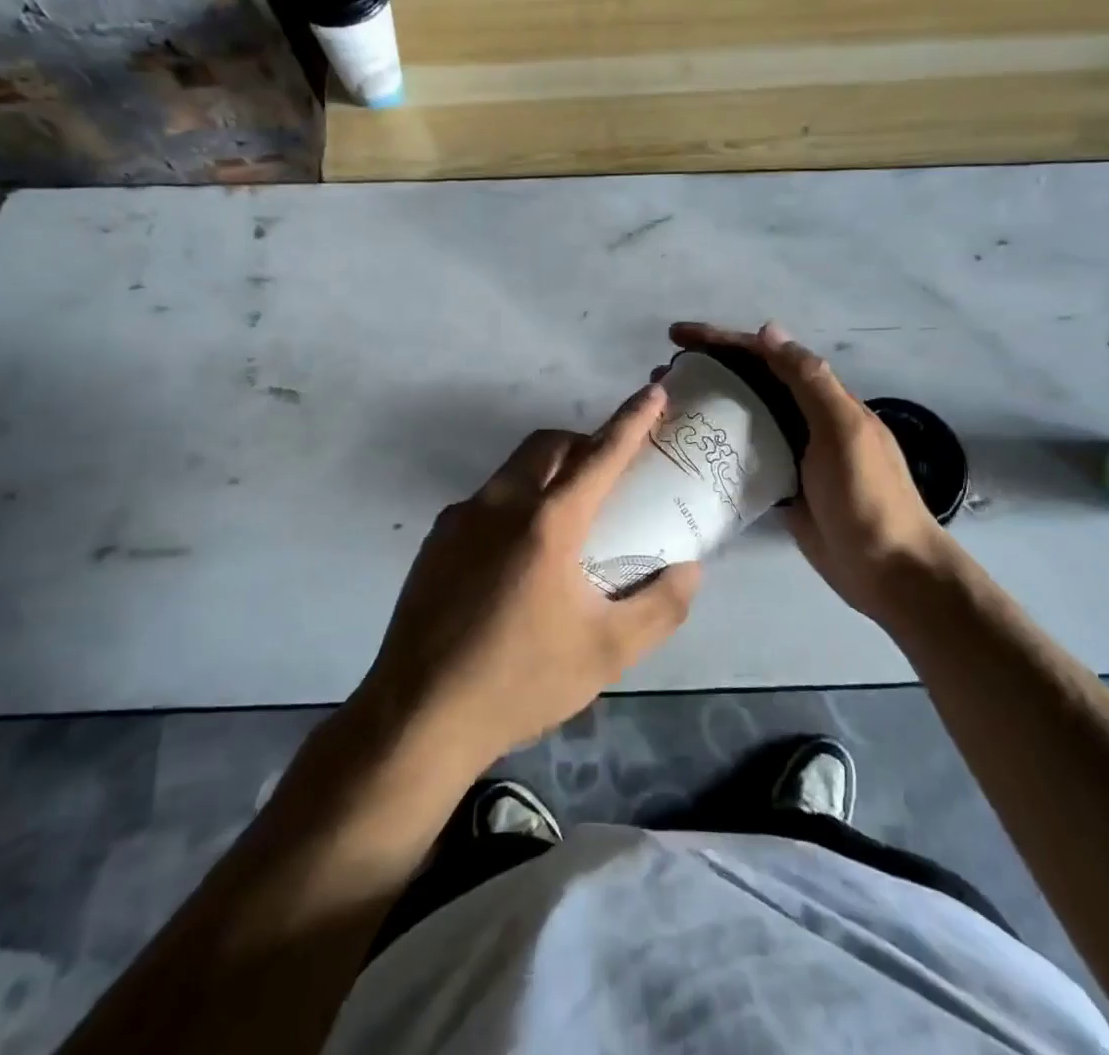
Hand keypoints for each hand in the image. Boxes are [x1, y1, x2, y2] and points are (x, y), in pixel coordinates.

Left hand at [357, 385, 701, 771]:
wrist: (418, 716)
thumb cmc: (520, 680)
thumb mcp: (607, 653)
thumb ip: (660, 607)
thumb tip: (690, 570)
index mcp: (548, 522)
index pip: (601, 455)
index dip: (632, 420)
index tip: (653, 393)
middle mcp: (501, 504)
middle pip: (548, 445)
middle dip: (584, 441)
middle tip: (608, 470)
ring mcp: (460, 519)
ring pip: (513, 470)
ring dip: (547, 471)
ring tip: (566, 518)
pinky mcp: (435, 540)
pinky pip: (486, 501)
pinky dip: (515, 502)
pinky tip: (518, 556)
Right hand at [668, 321, 953, 622]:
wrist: (889, 569)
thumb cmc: (868, 494)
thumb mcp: (843, 430)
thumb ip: (810, 380)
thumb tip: (768, 330)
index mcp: (821, 398)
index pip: (764, 355)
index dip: (721, 340)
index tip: (677, 337)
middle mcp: (804, 417)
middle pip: (749, 381)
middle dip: (706, 368)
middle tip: (661, 374)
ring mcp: (791, 453)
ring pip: (742, 416)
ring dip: (707, 404)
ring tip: (666, 406)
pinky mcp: (779, 485)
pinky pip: (742, 455)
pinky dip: (717, 445)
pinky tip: (688, 448)